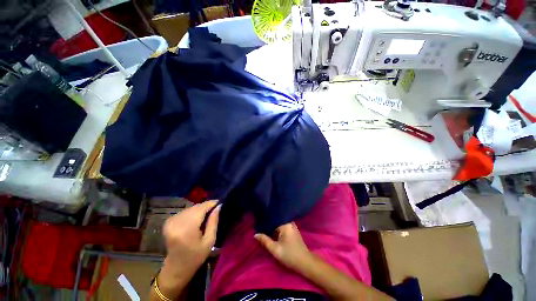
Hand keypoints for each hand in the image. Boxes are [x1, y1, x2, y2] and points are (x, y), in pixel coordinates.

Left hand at [158, 200, 220, 295]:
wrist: (176, 269)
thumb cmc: (195, 257)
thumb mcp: (209, 241)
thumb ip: (213, 222)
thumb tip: (218, 206)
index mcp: (187, 229)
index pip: (201, 208)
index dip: (211, 203)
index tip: (219, 203)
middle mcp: (177, 222)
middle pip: (195, 207)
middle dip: (206, 207)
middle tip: (215, 210)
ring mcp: (171, 222)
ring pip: (190, 208)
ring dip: (199, 209)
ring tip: (206, 216)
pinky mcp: (168, 222)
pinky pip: (184, 211)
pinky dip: (192, 213)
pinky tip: (195, 219)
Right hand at [254, 222, 311, 271]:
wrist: (305, 262)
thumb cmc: (290, 255)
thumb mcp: (275, 249)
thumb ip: (265, 240)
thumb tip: (255, 234)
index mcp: (286, 223)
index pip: (273, 219)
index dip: (265, 221)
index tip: (257, 223)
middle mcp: (289, 222)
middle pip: (276, 221)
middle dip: (268, 225)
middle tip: (259, 227)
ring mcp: (292, 226)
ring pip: (279, 224)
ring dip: (273, 228)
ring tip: (264, 230)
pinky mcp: (293, 230)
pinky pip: (282, 227)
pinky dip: (277, 230)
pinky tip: (272, 234)